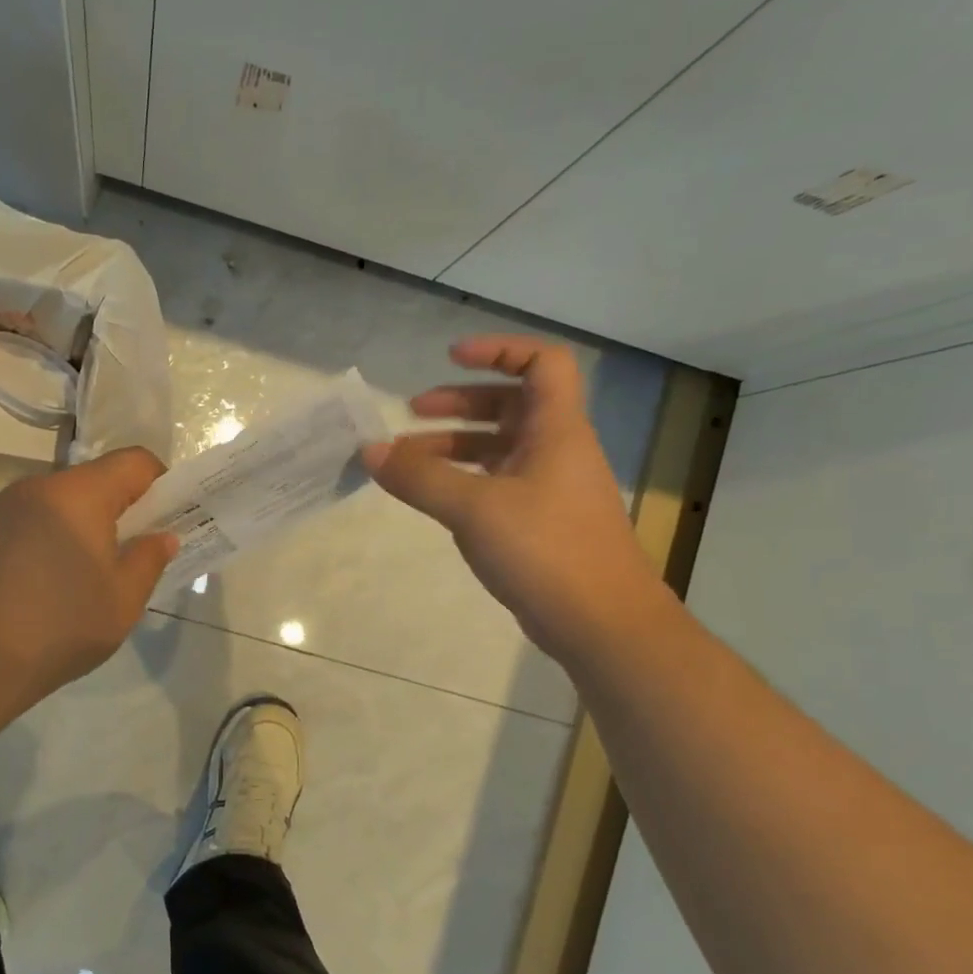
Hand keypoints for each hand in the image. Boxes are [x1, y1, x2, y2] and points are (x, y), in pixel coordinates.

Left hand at [0, 448, 177, 700]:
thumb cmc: (62, 626)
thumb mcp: (124, 600)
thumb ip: (149, 559)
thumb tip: (162, 536)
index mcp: (79, 494)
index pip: (133, 461)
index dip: (159, 483)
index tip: (165, 518)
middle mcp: (37, 487)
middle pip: (91, 481)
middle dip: (116, 509)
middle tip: (126, 554)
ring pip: (55, 503)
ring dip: (76, 525)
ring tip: (77, 575)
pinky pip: (23, 523)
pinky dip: (40, 540)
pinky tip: (35, 585)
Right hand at [362, 336, 670, 664]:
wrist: (601, 623)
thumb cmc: (545, 550)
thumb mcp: (474, 509)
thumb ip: (419, 478)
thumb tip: (370, 450)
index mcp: (556, 431)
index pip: (541, 364)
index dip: (500, 350)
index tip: (452, 357)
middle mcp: (556, 451)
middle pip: (510, 406)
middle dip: (460, 403)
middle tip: (413, 413)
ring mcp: (549, 489)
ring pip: (499, 449)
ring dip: (454, 446)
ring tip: (406, 462)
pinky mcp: (539, 523)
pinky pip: (496, 484)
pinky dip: (463, 481)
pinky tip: (434, 499)